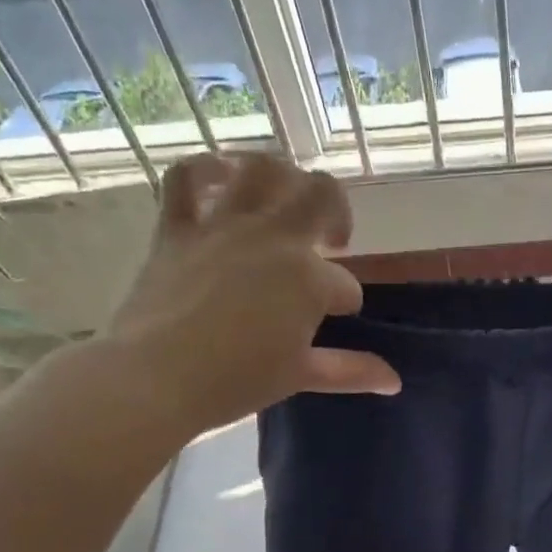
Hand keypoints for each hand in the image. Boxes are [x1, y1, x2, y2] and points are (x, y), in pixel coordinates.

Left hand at [99, 154, 400, 439]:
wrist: (156, 377)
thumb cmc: (236, 380)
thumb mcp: (300, 375)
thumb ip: (351, 371)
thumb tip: (395, 382)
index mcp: (309, 278)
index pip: (345, 283)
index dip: (346, 300)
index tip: (336, 316)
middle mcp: (273, 238)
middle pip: (322, 194)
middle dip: (337, 212)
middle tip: (331, 240)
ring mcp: (223, 227)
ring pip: (263, 168)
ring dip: (283, 176)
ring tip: (286, 196)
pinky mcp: (178, 228)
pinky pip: (186, 177)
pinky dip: (204, 170)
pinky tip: (220, 178)